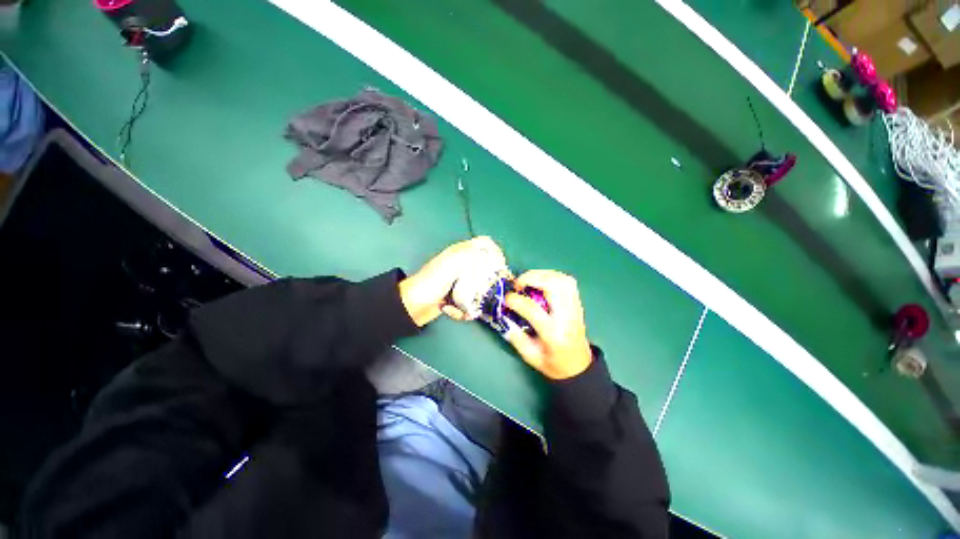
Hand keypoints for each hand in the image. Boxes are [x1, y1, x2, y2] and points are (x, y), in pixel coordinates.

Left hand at [399, 237, 505, 326]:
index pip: (484, 244)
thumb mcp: (451, 265)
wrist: (412, 306)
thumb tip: (492, 253)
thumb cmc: (431, 282)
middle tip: (486, 292)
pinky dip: (464, 310)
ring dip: (475, 300)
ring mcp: (460, 283)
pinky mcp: (457, 298)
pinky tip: (452, 310)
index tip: (501, 267)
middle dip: (488, 283)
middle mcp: (462, 266)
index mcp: (461, 253)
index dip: (495, 252)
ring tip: (465, 305)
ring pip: (479, 289)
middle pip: (486, 270)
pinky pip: (470, 302)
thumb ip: (471, 255)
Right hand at [504, 270, 592, 379]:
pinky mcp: (577, 303)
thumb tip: (505, 317)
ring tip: (528, 280)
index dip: (516, 300)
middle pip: (553, 287)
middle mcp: (566, 317)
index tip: (506, 298)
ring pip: (562, 280)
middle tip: (518, 284)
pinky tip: (542, 280)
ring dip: (542, 274)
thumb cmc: (554, 363)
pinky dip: (553, 275)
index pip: (534, 310)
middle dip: (531, 278)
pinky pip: (568, 281)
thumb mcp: (531, 357)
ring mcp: (574, 308)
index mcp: (553, 333)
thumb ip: (517, 338)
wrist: (578, 365)